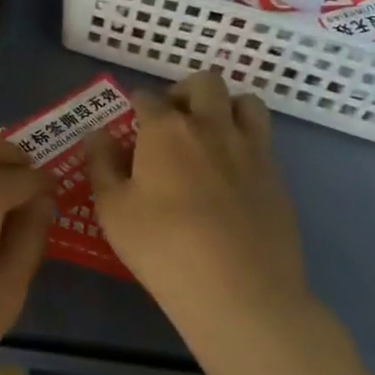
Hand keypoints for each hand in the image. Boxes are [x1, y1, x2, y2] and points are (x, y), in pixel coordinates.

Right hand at [89, 71, 314, 353]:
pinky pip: (264, 139)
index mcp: (165, 129)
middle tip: (173, 123)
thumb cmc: (163, 248)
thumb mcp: (113, 210)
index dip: (136, 107)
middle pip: (204, 82)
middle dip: (185, 92)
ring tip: (212, 136)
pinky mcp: (277, 177)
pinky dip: (247, 141)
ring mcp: (250, 149)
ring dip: (226, 108)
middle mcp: (210, 126)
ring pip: (245, 102)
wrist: (240, 292)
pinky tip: (234, 173)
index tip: (131, 125)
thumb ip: (102, 165)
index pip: (147, 97)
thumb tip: (97, 134)